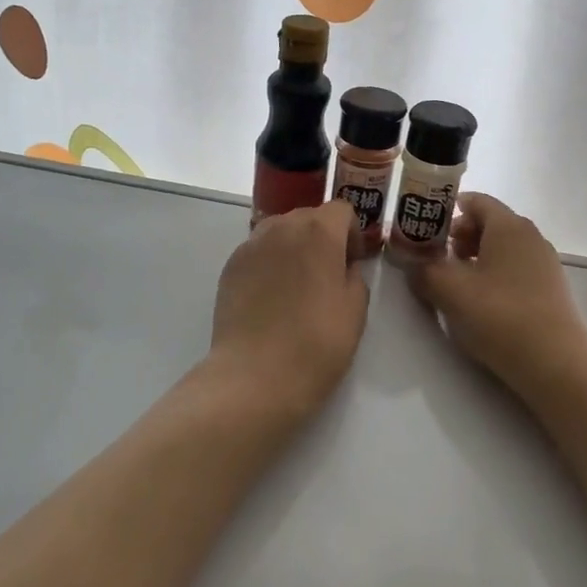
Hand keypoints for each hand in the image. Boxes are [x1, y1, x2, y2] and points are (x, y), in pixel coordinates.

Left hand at [206, 199, 369, 420]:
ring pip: (280, 231)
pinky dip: (269, 263)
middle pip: (308, 216)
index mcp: (318, 231)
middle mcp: (282, 227)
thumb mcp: (355, 310)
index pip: (341, 210)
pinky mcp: (230, 266)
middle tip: (327, 274)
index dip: (351, 233)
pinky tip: (271, 297)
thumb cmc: (316, 343)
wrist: (255, 376)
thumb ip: (354, 276)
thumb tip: (342, 267)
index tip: (353, 262)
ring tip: (297, 284)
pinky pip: (258, 251)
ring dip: (293, 246)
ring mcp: (251, 245)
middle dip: (322, 236)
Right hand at [405, 194, 586, 402]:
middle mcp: (530, 236)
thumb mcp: (450, 291)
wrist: (555, 363)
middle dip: (459, 236)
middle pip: (489, 223)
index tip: (424, 227)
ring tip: (456, 284)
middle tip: (436, 258)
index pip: (476, 201)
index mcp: (508, 225)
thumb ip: (424, 271)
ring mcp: (544, 263)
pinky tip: (482, 303)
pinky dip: (494, 275)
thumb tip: (412, 264)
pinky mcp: (550, 289)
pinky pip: (516, 269)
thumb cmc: (499, 315)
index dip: (447, 209)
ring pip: (503, 248)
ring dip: (476, 258)